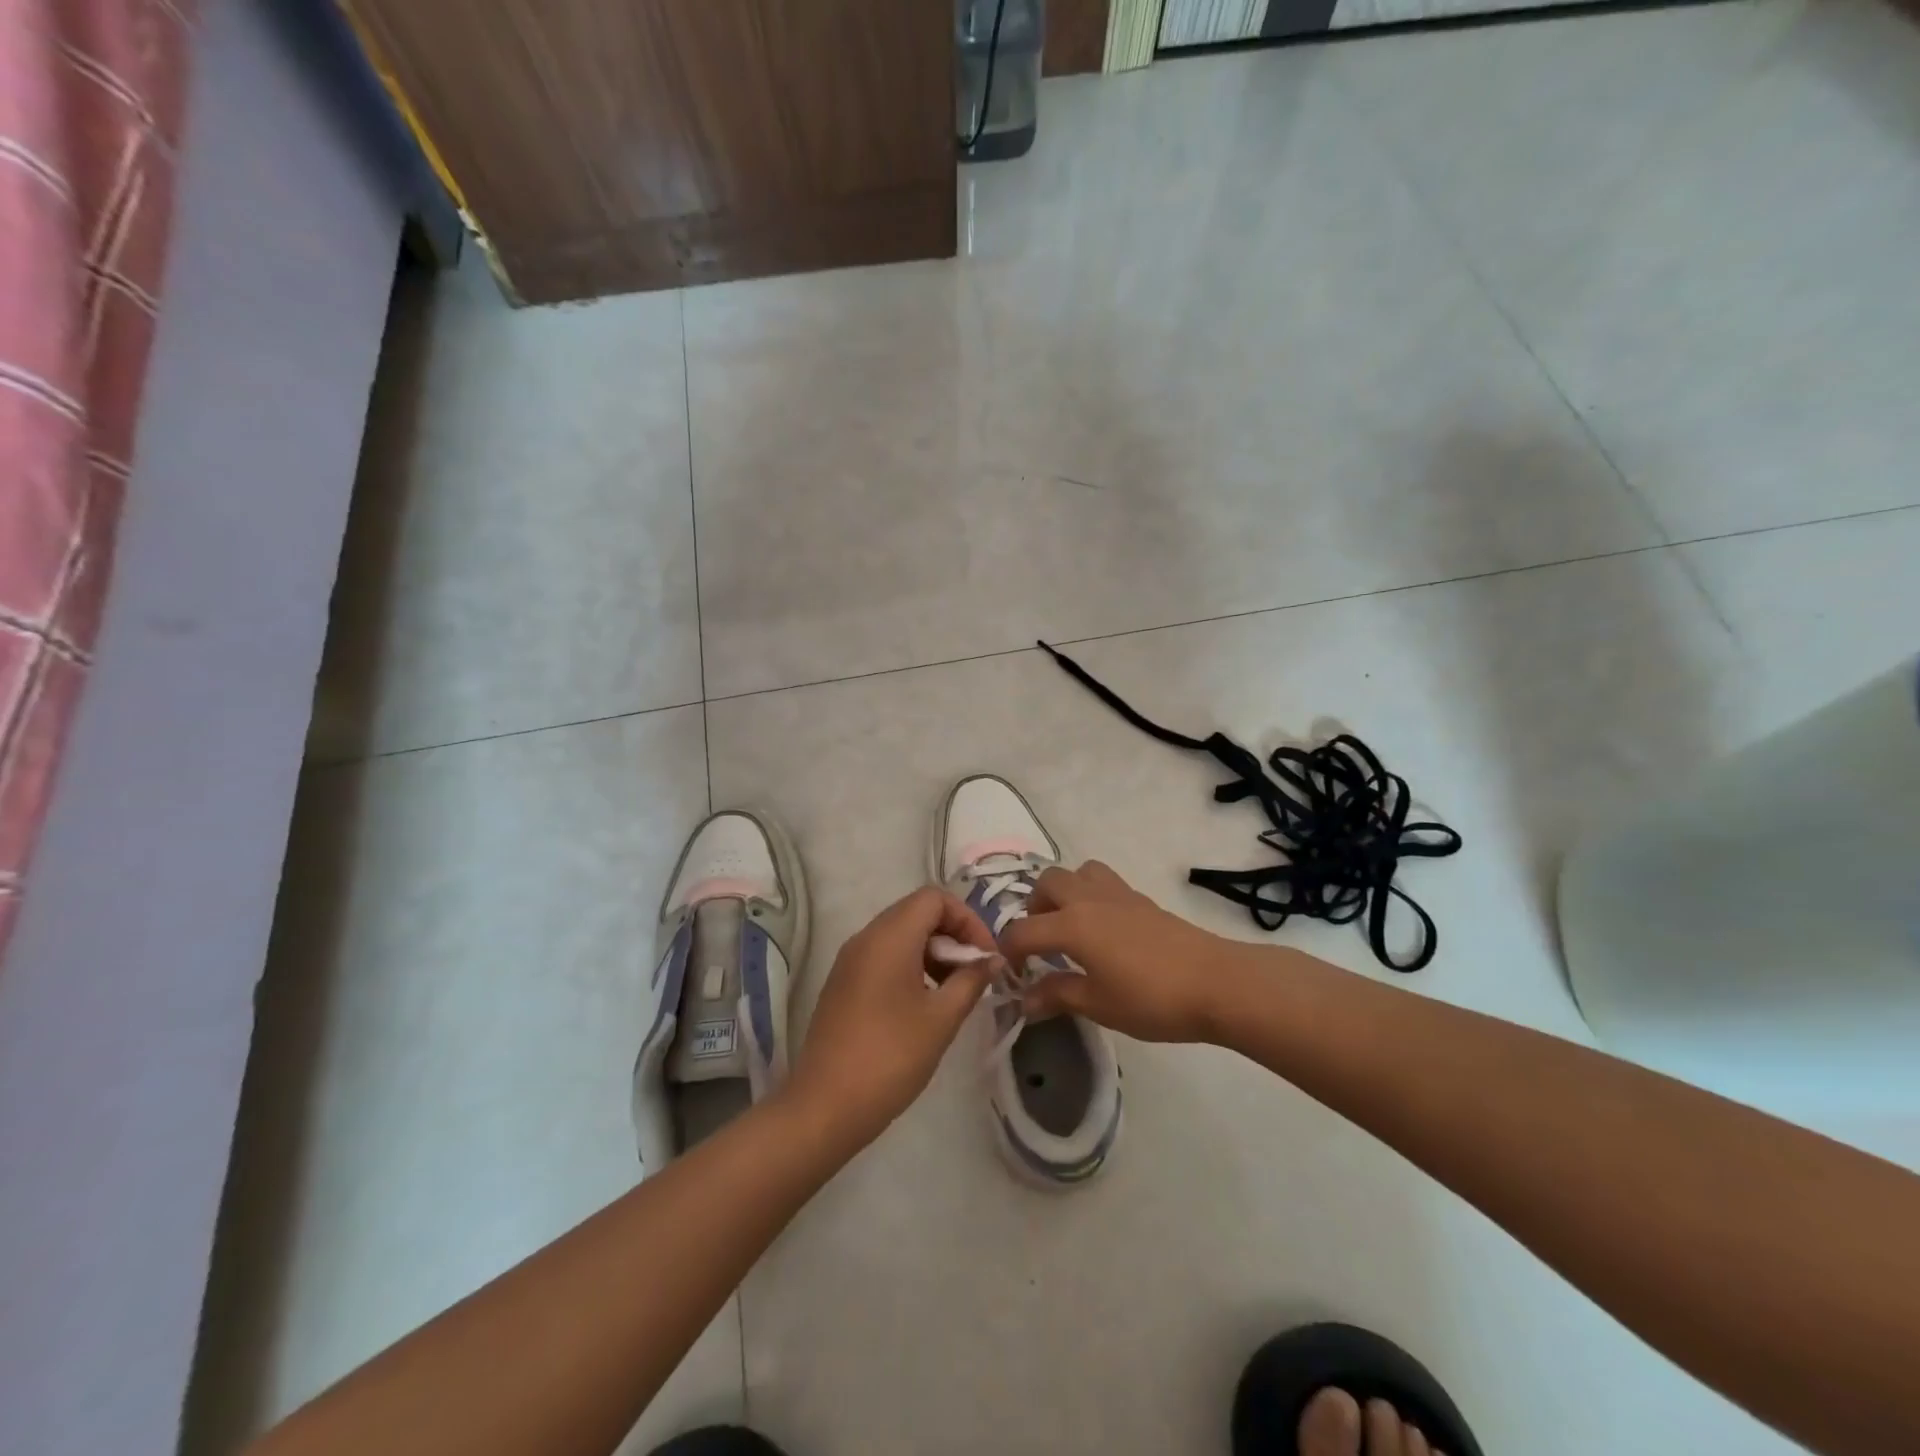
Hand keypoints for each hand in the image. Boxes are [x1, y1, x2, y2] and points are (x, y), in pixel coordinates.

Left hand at [787, 886, 997, 1148]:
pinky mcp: (843, 983)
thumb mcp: (942, 1018)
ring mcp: (850, 960)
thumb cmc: (891, 1057)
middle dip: (952, 935)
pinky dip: (911, 966)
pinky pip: (883, 956)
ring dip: (933, 952)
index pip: (935, 897)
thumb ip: (971, 980)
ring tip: (953, 992)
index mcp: (889, 936)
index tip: (985, 957)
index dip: (967, 919)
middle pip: (917, 911)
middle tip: (973, 975)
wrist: (826, 1106)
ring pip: (900, 934)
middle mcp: (866, 937)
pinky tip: (924, 1005)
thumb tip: (992, 960)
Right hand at [998, 861, 1244, 1042]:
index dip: (1009, 952)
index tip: (1011, 974)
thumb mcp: (1098, 1005)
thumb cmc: (1151, 998)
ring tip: (1070, 926)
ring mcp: (1117, 894)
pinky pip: (1103, 882)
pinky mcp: (1140, 898)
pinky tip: (1103, 931)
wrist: (1215, 982)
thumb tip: (1025, 1000)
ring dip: (1064, 892)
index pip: (1023, 930)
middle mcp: (1088, 899)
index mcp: (1072, 925)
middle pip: (1047, 883)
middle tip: (1041, 942)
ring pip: (1077, 872)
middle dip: (1034, 908)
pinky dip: (1090, 896)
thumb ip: (1058, 996)